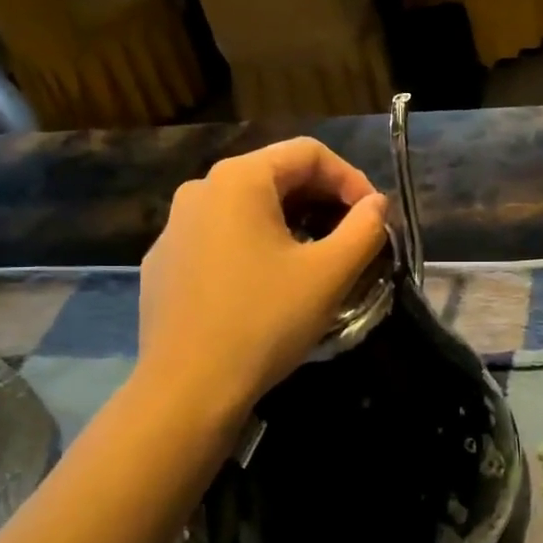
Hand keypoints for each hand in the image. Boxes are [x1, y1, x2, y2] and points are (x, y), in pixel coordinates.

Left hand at [134, 139, 388, 416]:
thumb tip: (377, 205)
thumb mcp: (330, 274)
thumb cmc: (265, 321)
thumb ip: (365, 229)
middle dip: (323, 201)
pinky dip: (255, 246)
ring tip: (317, 260)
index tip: (375, 218)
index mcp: (239, 179)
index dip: (351, 179)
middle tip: (353, 238)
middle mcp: (200, 190)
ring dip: (292, 223)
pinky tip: (268, 284)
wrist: (188, 389)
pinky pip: (220, 237)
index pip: (308, 153)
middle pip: (276, 176)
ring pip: (247, 208)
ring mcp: (174, 227)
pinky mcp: (165, 263)